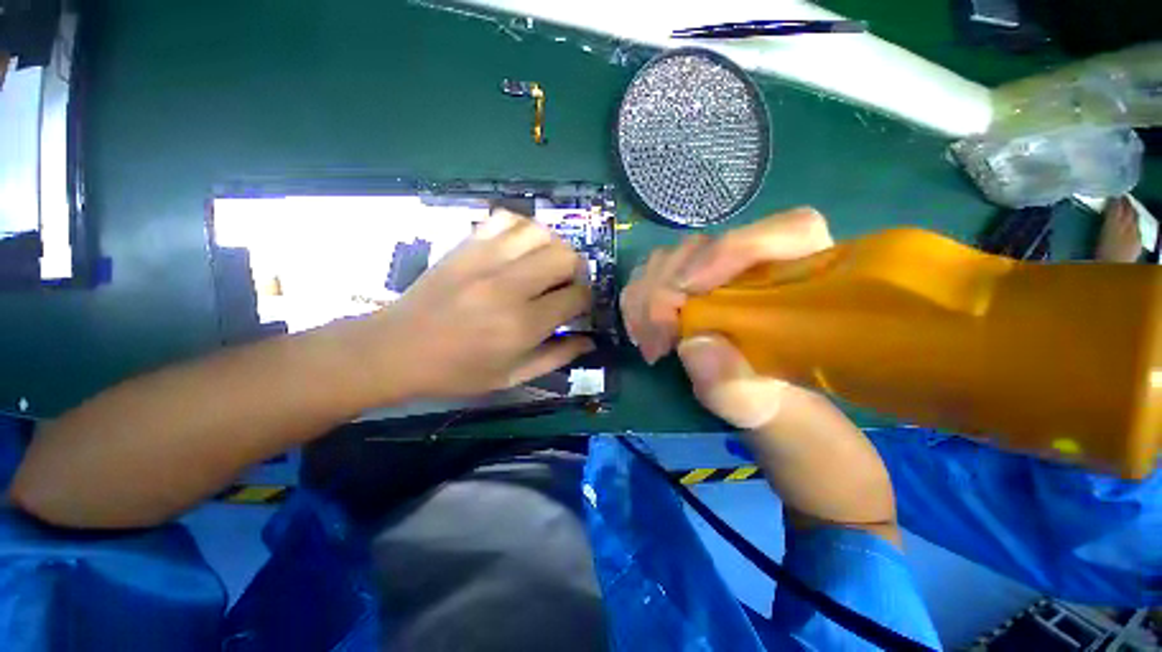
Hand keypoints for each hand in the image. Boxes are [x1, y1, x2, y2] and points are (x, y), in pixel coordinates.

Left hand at [366, 210, 593, 399]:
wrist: (395, 350)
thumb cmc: (457, 372)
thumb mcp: (512, 377)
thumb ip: (556, 357)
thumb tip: (589, 341)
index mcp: (522, 325)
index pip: (576, 297)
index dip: (585, 301)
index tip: (578, 307)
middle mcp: (508, 286)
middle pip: (565, 256)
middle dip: (576, 271)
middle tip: (565, 286)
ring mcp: (485, 260)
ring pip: (540, 232)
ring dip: (553, 247)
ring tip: (546, 265)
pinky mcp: (466, 246)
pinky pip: (506, 219)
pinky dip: (522, 229)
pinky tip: (520, 248)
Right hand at [621, 208, 832, 428]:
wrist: (741, 389)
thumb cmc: (760, 394)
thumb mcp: (750, 400)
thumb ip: (731, 381)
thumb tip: (692, 345)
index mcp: (800, 276)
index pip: (789, 230)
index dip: (734, 249)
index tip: (688, 290)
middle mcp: (753, 259)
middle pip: (703, 246)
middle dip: (668, 289)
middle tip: (659, 337)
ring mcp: (714, 265)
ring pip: (669, 258)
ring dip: (646, 299)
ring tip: (651, 344)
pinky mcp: (684, 275)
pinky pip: (647, 274)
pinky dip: (636, 303)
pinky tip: (641, 333)